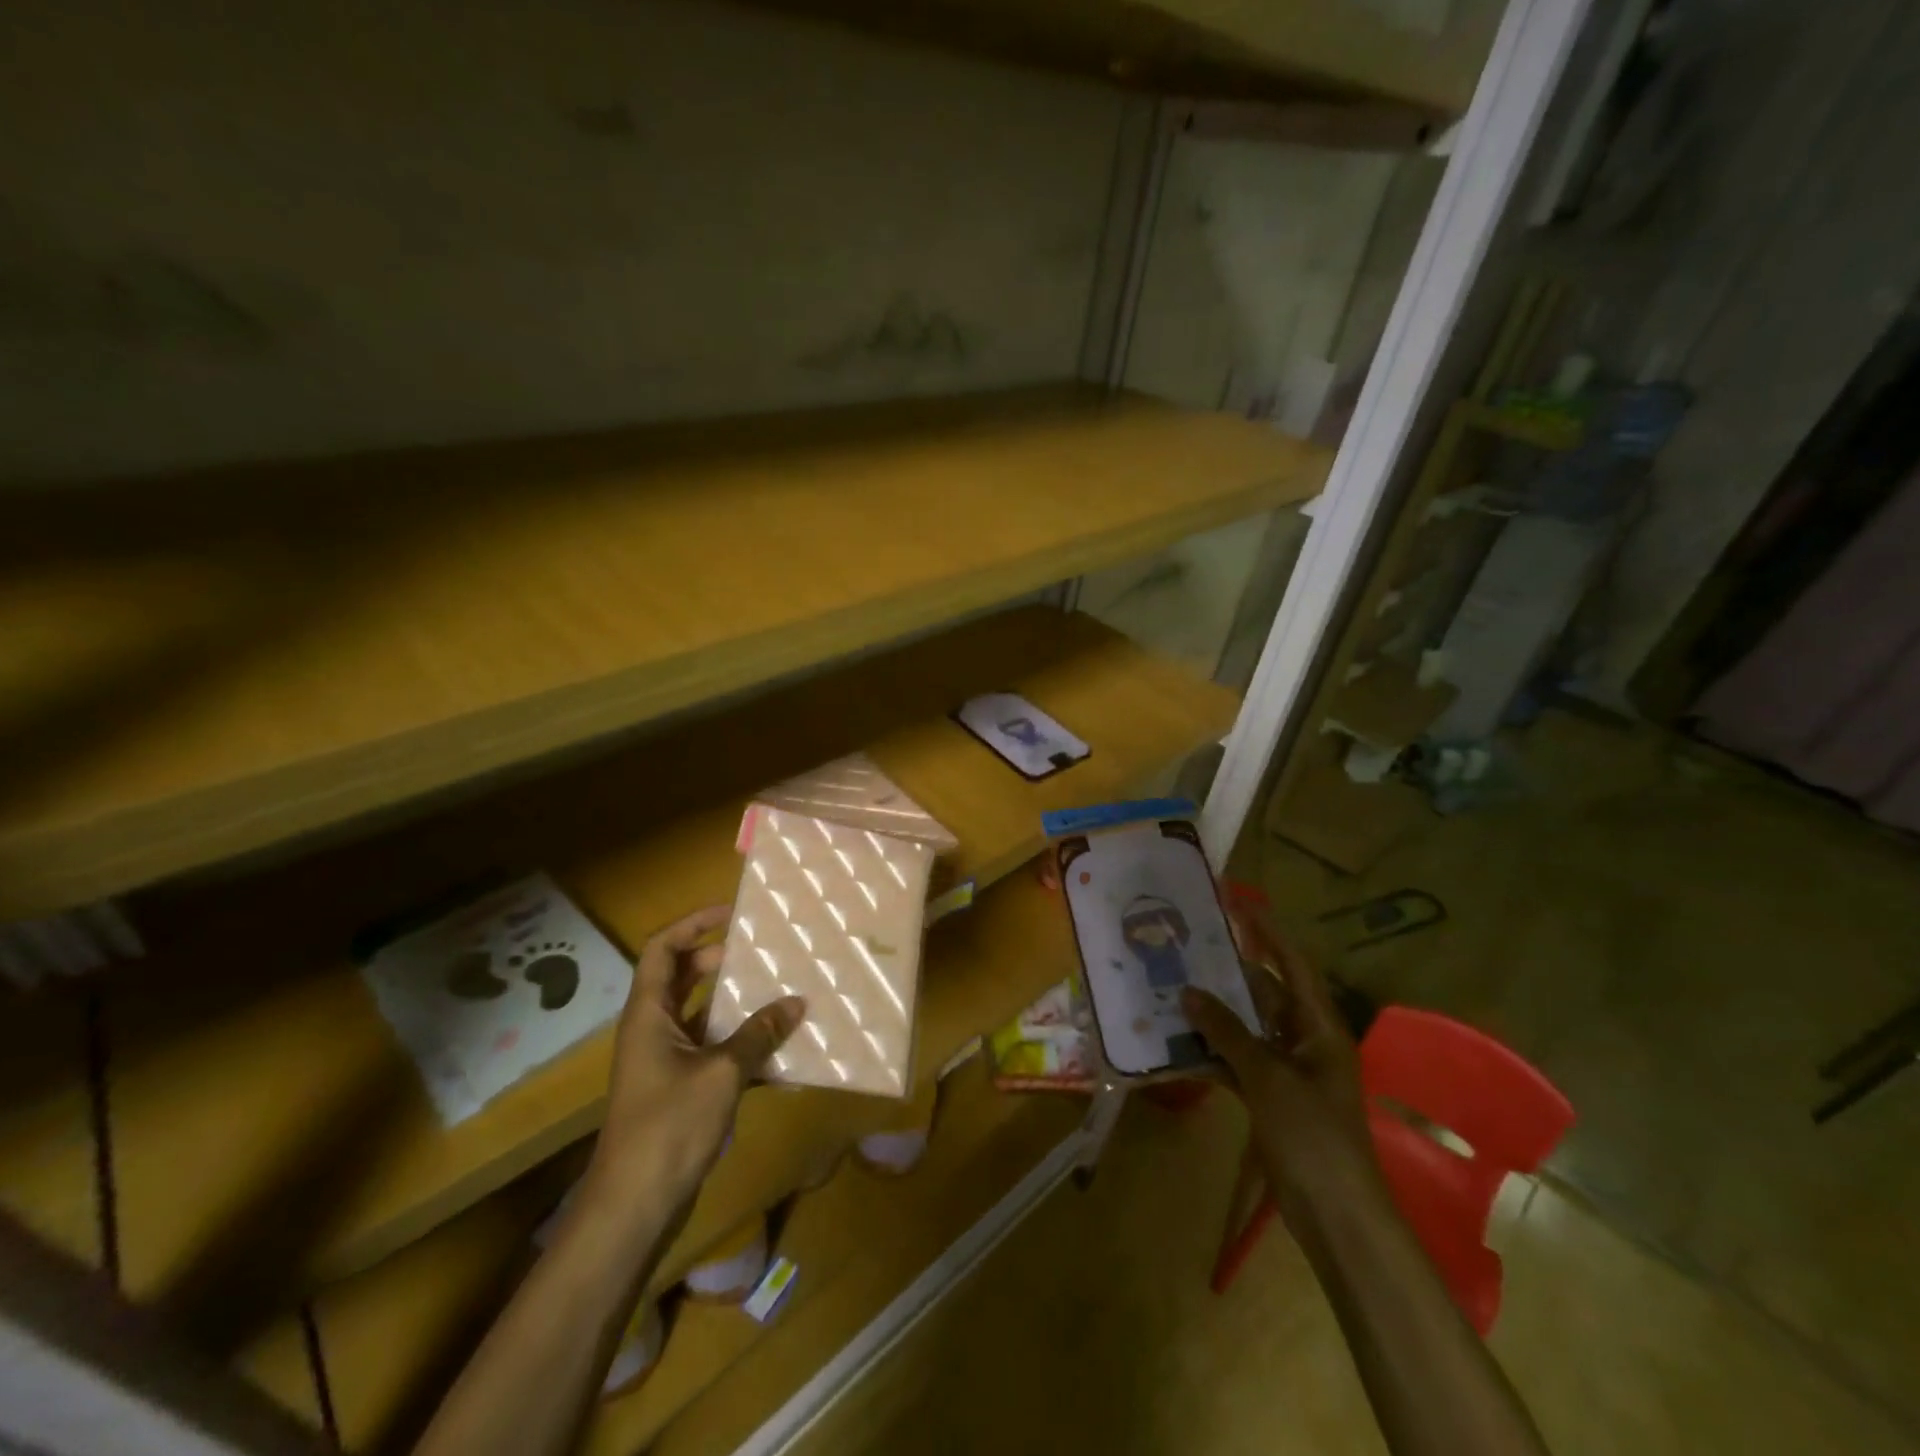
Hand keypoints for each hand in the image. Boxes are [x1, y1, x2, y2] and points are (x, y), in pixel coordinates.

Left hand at [587, 905, 804, 1219]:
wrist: (635, 1205)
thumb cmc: (669, 1125)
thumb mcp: (722, 1072)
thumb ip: (759, 1034)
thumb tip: (797, 1002)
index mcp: (649, 1013)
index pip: (662, 948)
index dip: (694, 924)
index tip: (734, 914)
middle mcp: (654, 1028)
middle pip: (684, 977)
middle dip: (723, 962)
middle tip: (764, 955)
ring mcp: (666, 1060)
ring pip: (703, 1014)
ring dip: (737, 1004)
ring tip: (780, 993)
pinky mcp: (680, 1088)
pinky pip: (714, 1051)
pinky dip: (743, 1046)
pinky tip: (781, 1055)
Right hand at [1182, 907, 1382, 1223]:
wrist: (1336, 1214)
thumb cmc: (1312, 1134)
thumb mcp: (1268, 1076)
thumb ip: (1227, 1032)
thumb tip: (1188, 992)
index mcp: (1318, 1027)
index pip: (1293, 965)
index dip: (1268, 933)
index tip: (1237, 904)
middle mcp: (1304, 1041)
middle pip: (1265, 995)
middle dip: (1228, 974)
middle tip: (1186, 949)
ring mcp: (1288, 1072)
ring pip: (1247, 1029)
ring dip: (1215, 1015)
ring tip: (1172, 989)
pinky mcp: (1272, 1099)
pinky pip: (1238, 1063)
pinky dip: (1213, 1054)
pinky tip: (1178, 1045)